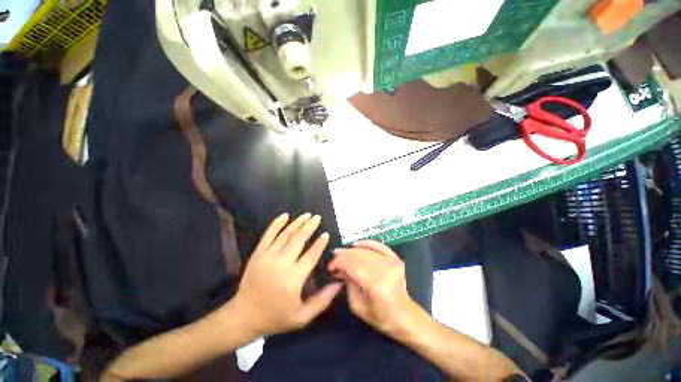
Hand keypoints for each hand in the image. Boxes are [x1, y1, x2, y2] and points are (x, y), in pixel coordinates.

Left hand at [230, 213, 341, 336]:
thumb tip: (339, 283)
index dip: (320, 244)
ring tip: (307, 215)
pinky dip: (276, 224)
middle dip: (310, 226)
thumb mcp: (303, 316)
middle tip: (318, 217)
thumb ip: (323, 300)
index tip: (326, 234)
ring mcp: (268, 257)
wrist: (243, 317)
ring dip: (298, 222)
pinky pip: (268, 235)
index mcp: (294, 278)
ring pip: (286, 234)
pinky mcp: (257, 254)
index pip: (311, 255)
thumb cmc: (276, 317)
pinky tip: (285, 216)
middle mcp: (282, 264)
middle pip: (299, 239)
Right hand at [328, 240, 421, 335]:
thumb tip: (340, 268)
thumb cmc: (380, 316)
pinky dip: (367, 243)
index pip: (352, 266)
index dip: (339, 263)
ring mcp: (392, 262)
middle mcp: (384, 270)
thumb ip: (348, 285)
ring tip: (342, 252)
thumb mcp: (358, 306)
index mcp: (375, 285)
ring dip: (352, 250)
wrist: (404, 316)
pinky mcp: (396, 259)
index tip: (330, 266)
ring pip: (367, 250)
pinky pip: (379, 246)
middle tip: (334, 257)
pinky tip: (356, 245)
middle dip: (344, 255)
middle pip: (359, 256)